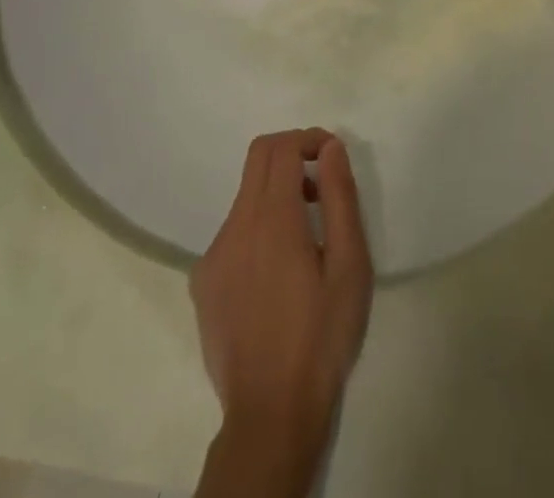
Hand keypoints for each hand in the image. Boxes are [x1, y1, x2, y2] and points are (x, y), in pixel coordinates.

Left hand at [191, 129, 372, 493]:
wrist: (271, 414)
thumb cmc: (322, 335)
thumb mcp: (349, 264)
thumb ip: (340, 197)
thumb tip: (330, 148)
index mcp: (272, 218)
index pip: (281, 147)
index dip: (309, 138)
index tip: (333, 157)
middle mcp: (236, 226)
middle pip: (258, 159)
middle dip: (292, 155)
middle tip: (322, 185)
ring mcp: (214, 255)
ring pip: (246, 196)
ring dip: (277, 193)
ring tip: (307, 236)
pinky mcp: (204, 282)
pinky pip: (233, 231)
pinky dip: (258, 227)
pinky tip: (278, 272)